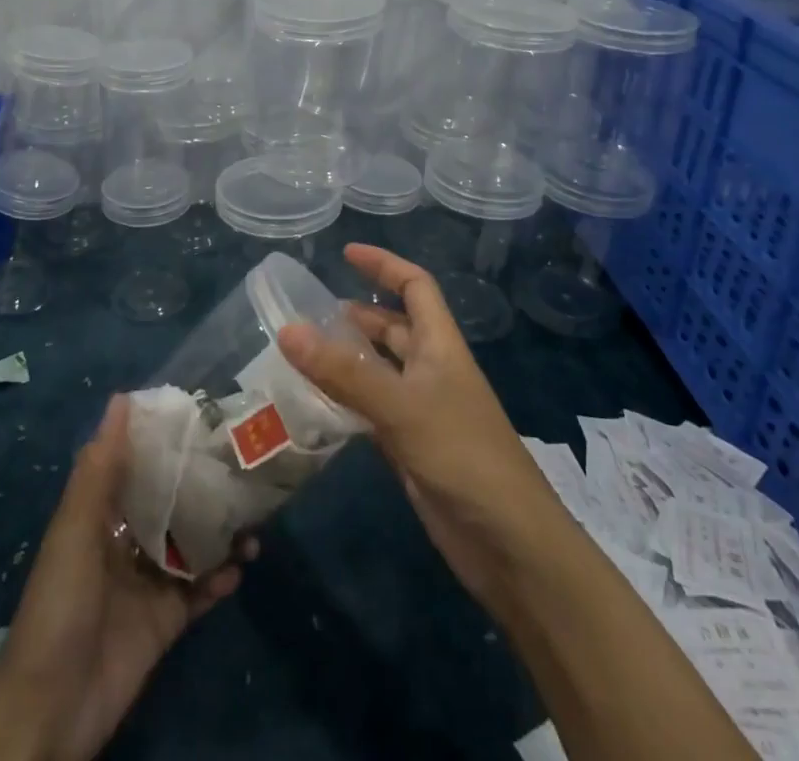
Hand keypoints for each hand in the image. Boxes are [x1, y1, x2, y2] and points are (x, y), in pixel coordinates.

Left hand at [0, 395, 249, 760]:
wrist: (51, 708)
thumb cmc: (60, 604)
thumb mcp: (75, 528)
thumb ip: (100, 467)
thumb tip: (122, 397)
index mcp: (102, 516)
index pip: (140, 467)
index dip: (169, 441)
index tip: (206, 415)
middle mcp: (127, 543)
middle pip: (173, 504)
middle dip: (205, 485)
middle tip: (245, 461)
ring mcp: (148, 583)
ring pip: (193, 545)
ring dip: (222, 531)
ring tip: (255, 518)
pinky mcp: (166, 622)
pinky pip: (200, 592)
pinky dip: (222, 578)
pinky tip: (242, 564)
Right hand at [276, 244, 565, 610]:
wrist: (509, 544)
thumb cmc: (463, 455)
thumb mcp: (401, 406)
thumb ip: (345, 372)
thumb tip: (288, 330)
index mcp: (440, 345)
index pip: (415, 286)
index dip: (385, 265)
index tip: (346, 253)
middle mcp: (432, 369)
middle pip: (394, 327)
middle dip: (357, 315)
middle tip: (308, 315)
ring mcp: (423, 410)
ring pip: (380, 370)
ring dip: (348, 359)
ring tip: (302, 354)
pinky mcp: (413, 448)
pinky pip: (373, 411)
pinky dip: (348, 402)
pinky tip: (316, 405)